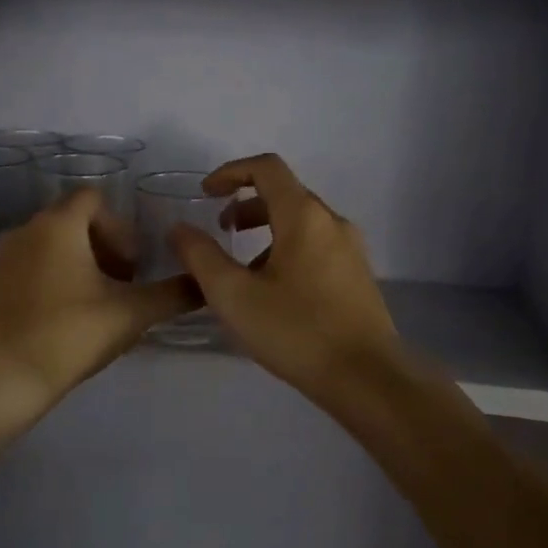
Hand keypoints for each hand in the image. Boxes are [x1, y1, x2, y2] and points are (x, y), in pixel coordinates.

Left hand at [0, 188, 194, 414]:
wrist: (3, 380)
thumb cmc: (71, 335)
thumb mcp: (132, 314)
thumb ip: (173, 294)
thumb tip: (205, 283)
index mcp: (58, 225)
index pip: (93, 198)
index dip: (119, 227)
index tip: (129, 267)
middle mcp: (22, 230)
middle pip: (68, 223)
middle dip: (97, 249)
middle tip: (115, 289)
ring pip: (42, 248)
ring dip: (69, 267)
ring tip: (85, 308)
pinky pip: (18, 273)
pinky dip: (39, 286)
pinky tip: (50, 324)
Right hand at [168, 153, 400, 399]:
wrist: (368, 380)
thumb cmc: (297, 331)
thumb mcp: (234, 296)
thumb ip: (201, 257)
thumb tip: (180, 229)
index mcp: (304, 216)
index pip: (267, 167)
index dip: (231, 172)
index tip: (205, 194)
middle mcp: (332, 222)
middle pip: (284, 194)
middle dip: (246, 205)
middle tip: (220, 231)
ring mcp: (351, 249)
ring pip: (301, 223)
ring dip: (265, 231)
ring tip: (242, 270)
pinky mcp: (358, 276)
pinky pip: (317, 246)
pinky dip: (287, 250)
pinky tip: (274, 293)